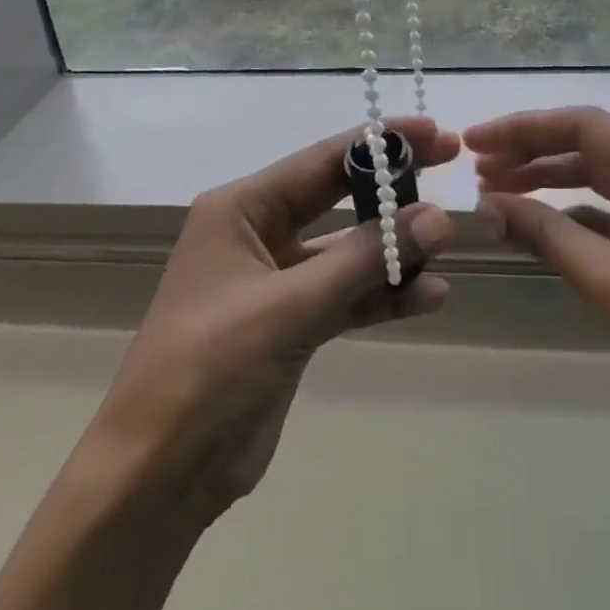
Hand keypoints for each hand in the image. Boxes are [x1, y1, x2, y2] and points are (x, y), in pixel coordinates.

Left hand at [88, 117, 457, 522]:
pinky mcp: (292, 323)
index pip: (322, 161)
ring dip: (394, 251)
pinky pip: (346, 294)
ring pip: (347, 250)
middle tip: (451, 169)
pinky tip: (428, 297)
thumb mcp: (289, 307)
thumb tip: (437, 218)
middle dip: (392, 189)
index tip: (435, 133)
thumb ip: (364, 260)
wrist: (159, 476)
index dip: (379, 144)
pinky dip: (383, 295)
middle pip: (338, 196)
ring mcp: (276, 280)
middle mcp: (258, 233)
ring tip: (448, 250)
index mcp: (241, 209)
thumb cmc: (210, 369)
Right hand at [467, 106, 609, 472]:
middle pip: (588, 147)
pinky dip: (566, 216)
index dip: (524, 130)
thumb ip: (547, 234)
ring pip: (594, 179)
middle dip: (529, 153)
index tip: (475, 141)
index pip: (585, 128)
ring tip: (493, 191)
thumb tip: (487, 205)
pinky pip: (605, 213)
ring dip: (544, 182)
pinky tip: (529, 226)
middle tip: (476, 167)